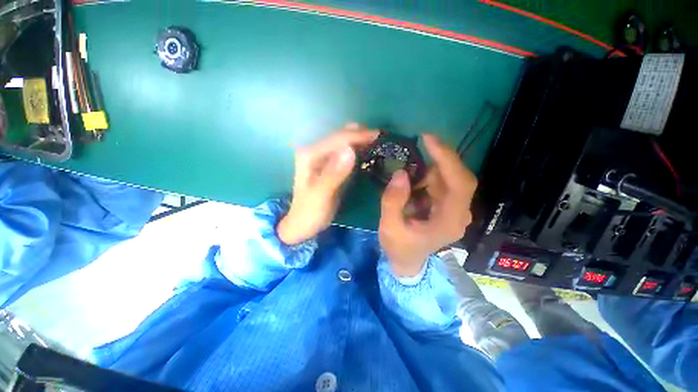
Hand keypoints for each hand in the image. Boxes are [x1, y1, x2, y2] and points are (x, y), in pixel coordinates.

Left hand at [277, 124, 377, 244]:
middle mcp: (315, 151)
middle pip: (341, 137)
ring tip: (378, 143)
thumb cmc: (310, 211)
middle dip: (360, 135)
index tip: (379, 135)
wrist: (303, 223)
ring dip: (360, 141)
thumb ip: (334, 173)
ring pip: (344, 143)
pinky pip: (346, 153)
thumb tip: (350, 150)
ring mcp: (322, 157)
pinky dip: (358, 151)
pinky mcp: (329, 165)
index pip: (337, 139)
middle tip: (381, 138)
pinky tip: (368, 153)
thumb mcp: (321, 195)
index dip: (358, 135)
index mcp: (310, 154)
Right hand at [379, 134, 477, 276]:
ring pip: (448, 178)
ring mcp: (455, 209)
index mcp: (450, 221)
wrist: (407, 261)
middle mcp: (459, 213)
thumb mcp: (390, 227)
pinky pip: (441, 184)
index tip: (428, 139)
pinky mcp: (447, 206)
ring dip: (428, 171)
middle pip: (458, 177)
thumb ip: (393, 201)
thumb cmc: (399, 247)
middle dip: (438, 160)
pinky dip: (426, 178)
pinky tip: (411, 186)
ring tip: (407, 179)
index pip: (460, 184)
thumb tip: (401, 173)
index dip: (447, 158)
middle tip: (419, 145)